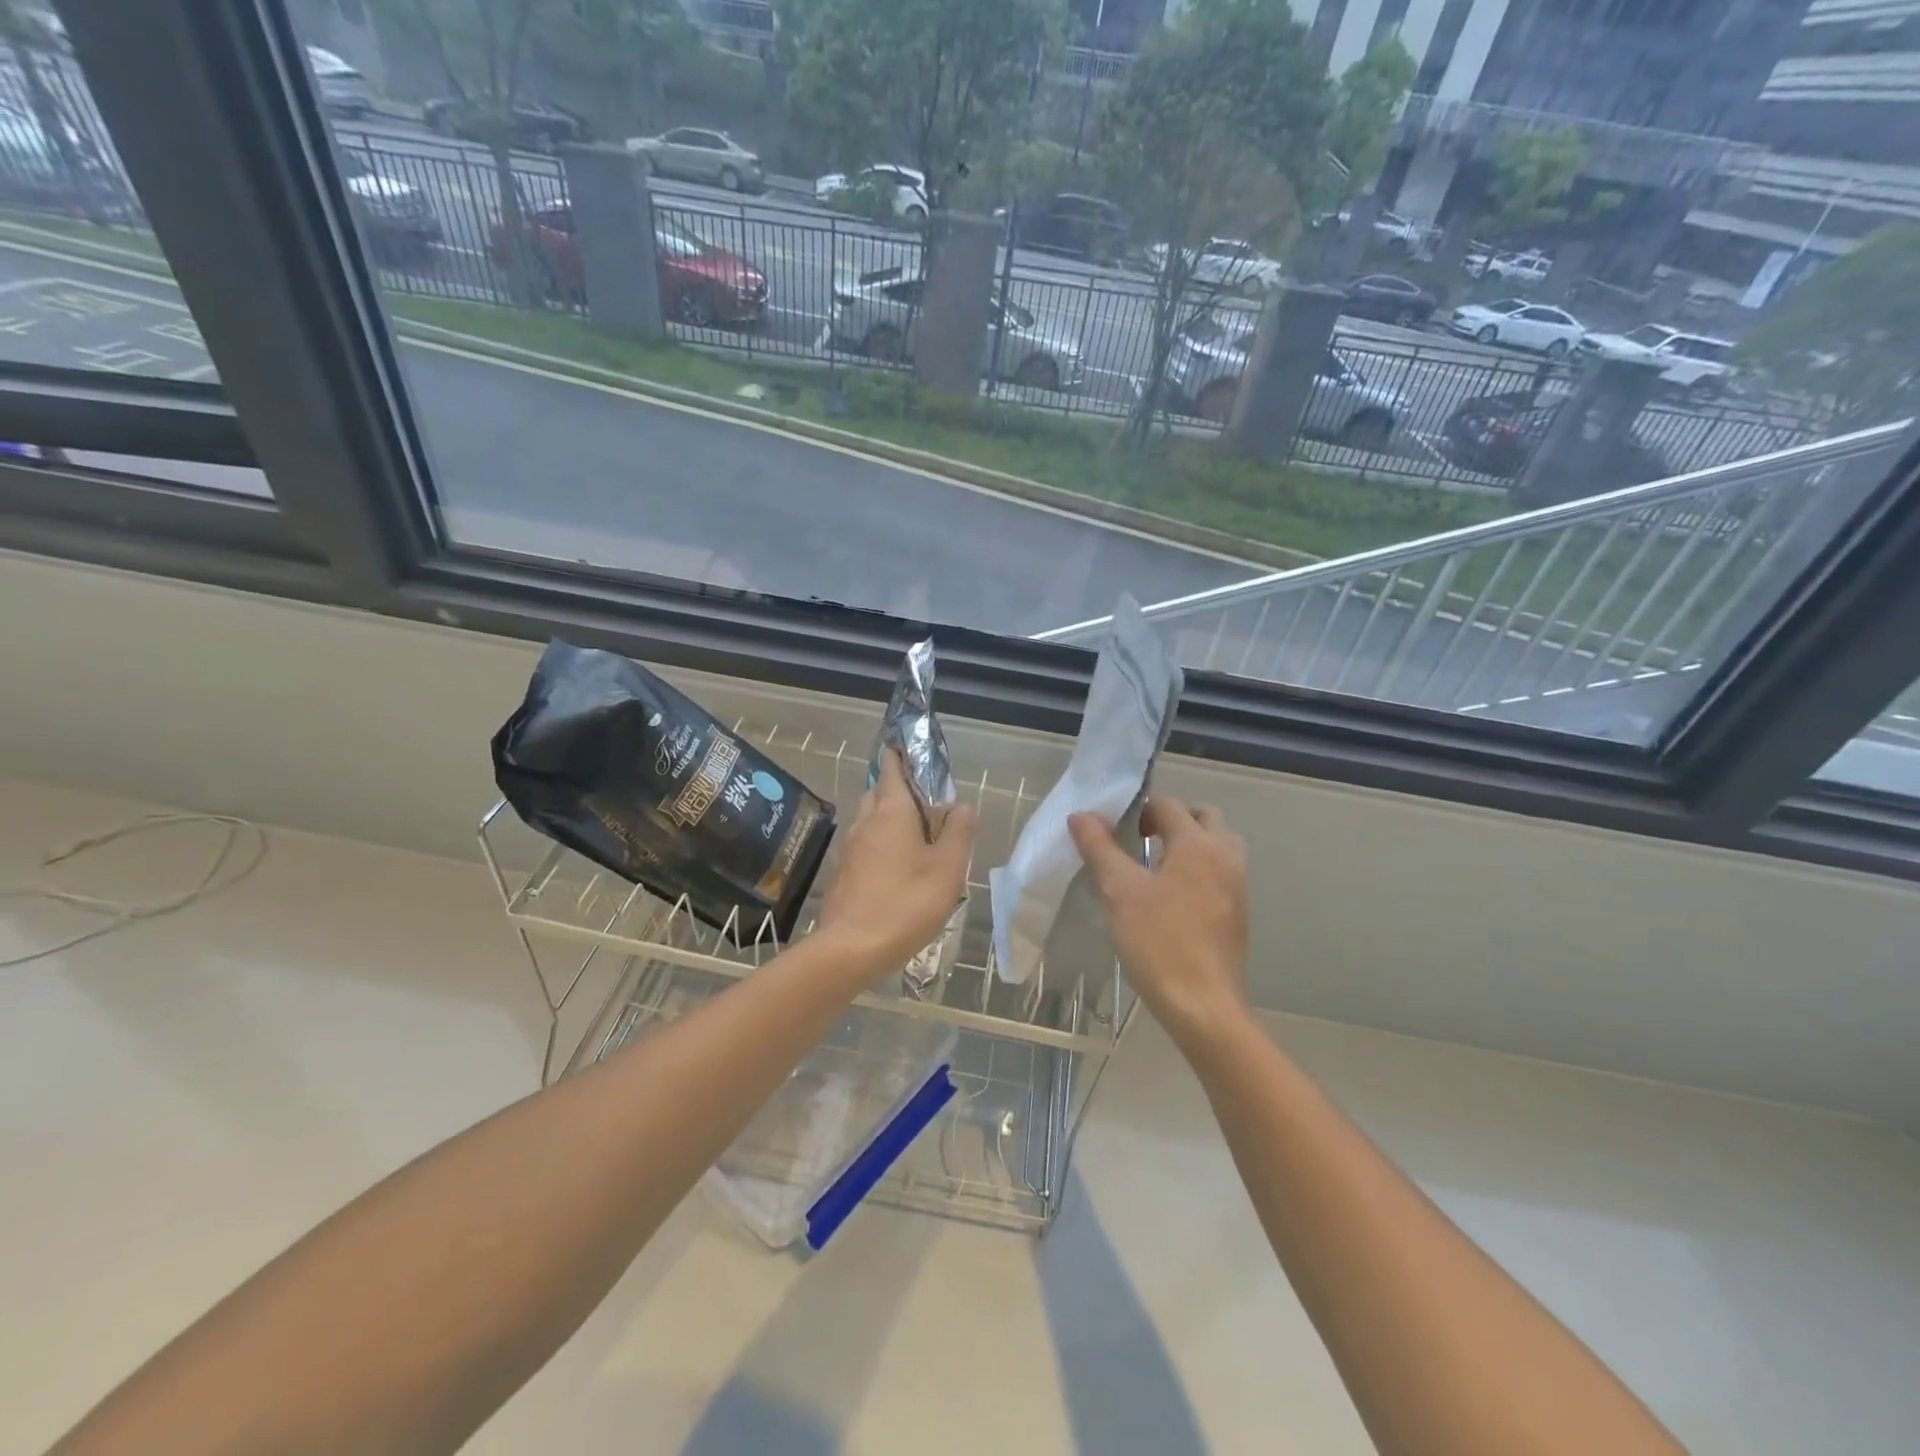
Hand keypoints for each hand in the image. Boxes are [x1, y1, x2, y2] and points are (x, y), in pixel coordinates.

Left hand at [815, 749, 975, 978]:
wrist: (851, 948)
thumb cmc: (906, 902)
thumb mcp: (948, 868)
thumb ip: (958, 832)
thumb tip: (962, 805)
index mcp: (892, 811)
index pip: (892, 768)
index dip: (901, 755)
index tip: (914, 752)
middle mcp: (866, 821)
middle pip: (879, 791)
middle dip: (898, 789)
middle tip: (926, 804)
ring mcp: (850, 847)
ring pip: (870, 818)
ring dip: (889, 818)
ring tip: (916, 837)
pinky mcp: (843, 872)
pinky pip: (864, 844)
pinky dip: (880, 843)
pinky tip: (896, 867)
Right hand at [1069, 796, 1249, 1054]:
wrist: (1203, 1006)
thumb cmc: (1158, 942)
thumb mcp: (1119, 892)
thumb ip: (1099, 848)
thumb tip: (1080, 815)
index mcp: (1198, 844)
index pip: (1169, 806)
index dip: (1139, 810)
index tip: (1116, 830)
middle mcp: (1225, 856)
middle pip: (1204, 817)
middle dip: (1173, 821)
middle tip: (1140, 841)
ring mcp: (1238, 885)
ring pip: (1218, 845)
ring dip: (1191, 844)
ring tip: (1157, 867)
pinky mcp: (1238, 912)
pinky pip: (1222, 872)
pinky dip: (1201, 869)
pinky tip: (1172, 897)